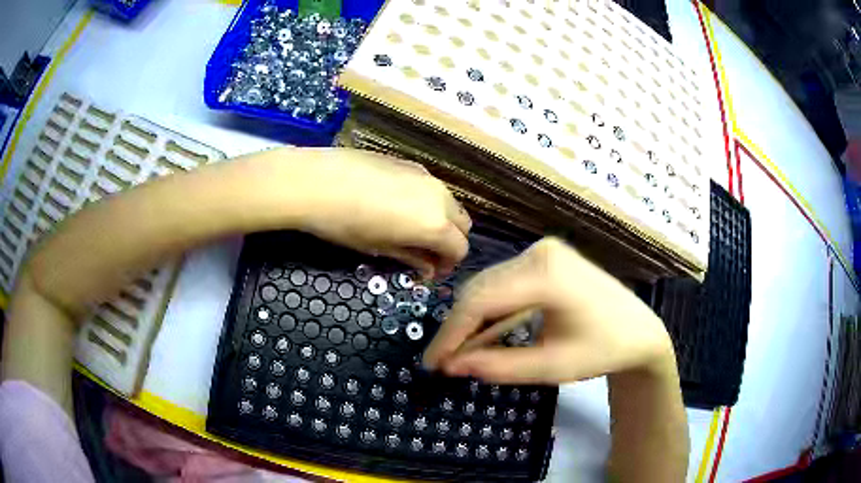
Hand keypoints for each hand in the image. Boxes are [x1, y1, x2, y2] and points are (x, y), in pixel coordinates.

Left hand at [288, 148, 470, 278]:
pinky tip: (399, 205)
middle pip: (462, 224)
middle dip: (450, 241)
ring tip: (412, 229)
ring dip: (441, 220)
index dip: (448, 265)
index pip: (460, 249)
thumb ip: (412, 257)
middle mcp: (440, 197)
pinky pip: (431, 187)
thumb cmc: (345, 224)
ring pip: (449, 202)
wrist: (316, 181)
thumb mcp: (379, 248)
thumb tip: (428, 267)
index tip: (430, 272)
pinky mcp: (410, 163)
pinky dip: (428, 202)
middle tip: (425, 252)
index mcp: (436, 224)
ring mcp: (426, 176)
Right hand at [422, 237, 674, 383]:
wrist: (639, 330)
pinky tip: (483, 335)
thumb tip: (452, 366)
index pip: (480, 301)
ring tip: (460, 353)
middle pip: (480, 289)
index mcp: (546, 274)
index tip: (432, 363)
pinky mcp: (544, 258)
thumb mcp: (551, 367)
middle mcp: (539, 252)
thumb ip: (498, 367)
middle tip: (444, 363)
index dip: (450, 334)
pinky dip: (490, 310)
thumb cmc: (603, 350)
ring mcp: (542, 251)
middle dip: (458, 328)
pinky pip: (504, 283)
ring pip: (488, 285)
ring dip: (472, 319)